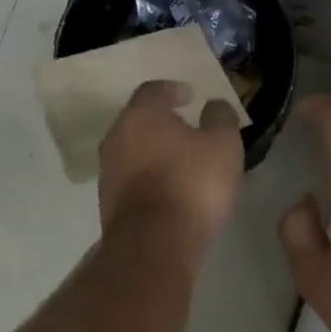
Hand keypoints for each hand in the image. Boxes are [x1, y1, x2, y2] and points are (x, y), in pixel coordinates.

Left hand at [99, 80, 244, 246]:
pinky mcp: (108, 202)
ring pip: (132, 151)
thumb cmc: (191, 182)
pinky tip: (168, 190)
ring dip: (153, 152)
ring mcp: (108, 171)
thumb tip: (214, 106)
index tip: (190, 96)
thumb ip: (220, 118)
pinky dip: (148, 177)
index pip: (153, 90)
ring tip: (180, 162)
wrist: (154, 242)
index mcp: (140, 115)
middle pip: (138, 121)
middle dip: (161, 122)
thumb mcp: (223, 144)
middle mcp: (116, 137)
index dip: (173, 90)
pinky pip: (131, 179)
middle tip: (186, 128)